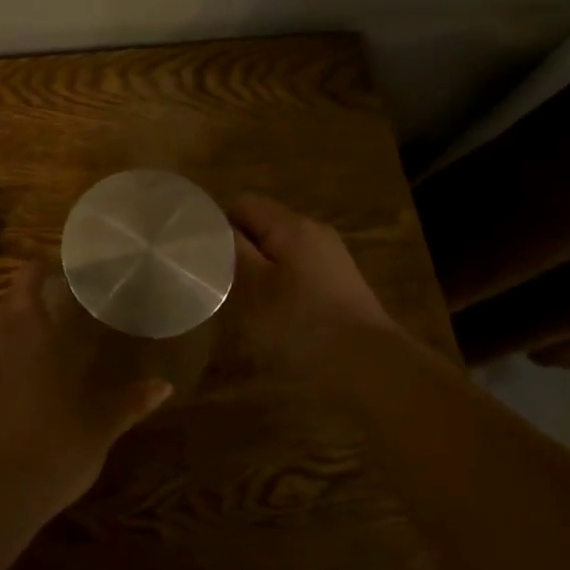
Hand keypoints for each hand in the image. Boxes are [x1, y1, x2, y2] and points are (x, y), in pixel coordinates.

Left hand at [0, 261, 174, 514]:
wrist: (5, 491)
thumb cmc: (57, 445)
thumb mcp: (101, 425)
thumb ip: (130, 402)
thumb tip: (164, 385)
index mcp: (38, 345)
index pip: (29, 292)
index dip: (37, 271)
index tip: (56, 261)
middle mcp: (14, 351)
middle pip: (9, 305)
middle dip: (24, 286)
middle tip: (50, 280)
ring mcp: (0, 374)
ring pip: (2, 328)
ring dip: (17, 312)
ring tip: (46, 311)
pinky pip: (4, 355)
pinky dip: (18, 343)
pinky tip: (40, 357)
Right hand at [228, 194, 404, 372]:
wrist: (370, 366)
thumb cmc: (302, 324)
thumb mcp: (254, 286)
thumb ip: (231, 250)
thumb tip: (213, 225)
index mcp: (291, 225)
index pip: (242, 204)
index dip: (217, 226)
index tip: (200, 257)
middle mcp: (314, 231)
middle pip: (263, 226)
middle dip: (237, 250)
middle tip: (218, 282)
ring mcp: (331, 258)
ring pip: (280, 250)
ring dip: (259, 270)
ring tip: (243, 302)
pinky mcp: (340, 284)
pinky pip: (298, 271)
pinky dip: (280, 285)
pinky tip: (275, 315)